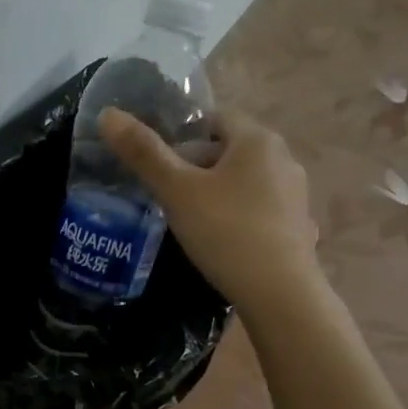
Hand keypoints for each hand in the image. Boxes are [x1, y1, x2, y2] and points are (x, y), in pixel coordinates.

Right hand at [101, 105, 320, 315]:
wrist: (279, 294)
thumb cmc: (225, 232)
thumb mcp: (177, 192)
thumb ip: (143, 153)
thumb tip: (108, 114)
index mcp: (257, 140)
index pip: (214, 119)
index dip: (182, 136)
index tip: (159, 164)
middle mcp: (284, 158)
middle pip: (230, 151)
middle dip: (197, 167)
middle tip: (167, 195)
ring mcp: (296, 194)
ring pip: (245, 182)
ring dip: (217, 194)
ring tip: (190, 221)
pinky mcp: (299, 227)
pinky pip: (259, 210)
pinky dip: (238, 218)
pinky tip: (221, 242)